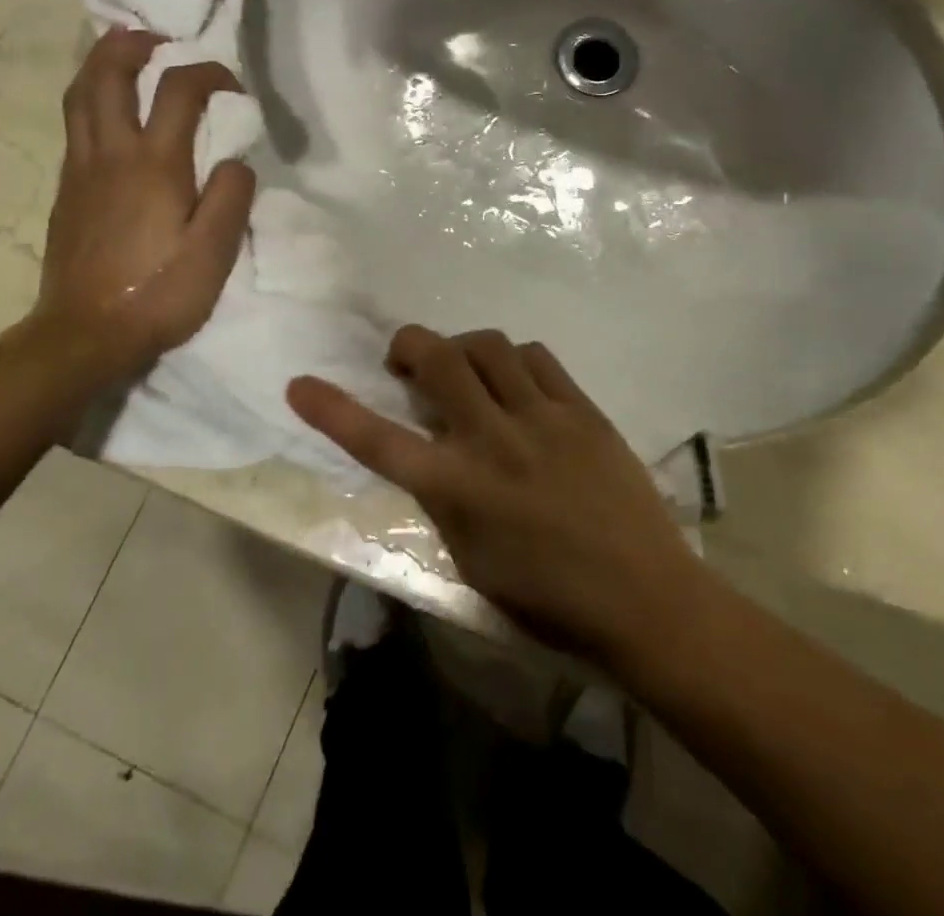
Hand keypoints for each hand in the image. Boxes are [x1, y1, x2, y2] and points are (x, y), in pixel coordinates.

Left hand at [26, 28, 255, 378]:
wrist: (84, 334)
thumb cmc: (157, 294)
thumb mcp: (214, 254)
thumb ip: (231, 197)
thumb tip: (235, 160)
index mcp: (154, 165)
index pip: (179, 90)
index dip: (209, 72)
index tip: (233, 86)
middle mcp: (110, 155)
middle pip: (107, 75)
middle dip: (130, 44)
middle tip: (157, 37)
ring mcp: (80, 170)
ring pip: (80, 96)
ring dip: (101, 64)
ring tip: (126, 56)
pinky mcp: (66, 191)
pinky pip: (75, 125)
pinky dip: (92, 99)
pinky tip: (111, 113)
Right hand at [287, 326, 698, 662]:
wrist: (643, 596)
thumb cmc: (548, 598)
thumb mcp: (472, 559)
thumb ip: (444, 497)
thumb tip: (433, 449)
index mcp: (458, 491)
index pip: (379, 441)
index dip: (332, 411)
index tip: (300, 384)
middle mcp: (492, 441)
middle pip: (438, 360)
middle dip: (411, 345)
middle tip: (407, 361)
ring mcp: (540, 417)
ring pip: (487, 344)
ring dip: (463, 348)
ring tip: (466, 370)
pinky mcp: (580, 408)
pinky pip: (535, 357)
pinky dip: (513, 360)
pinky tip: (516, 382)